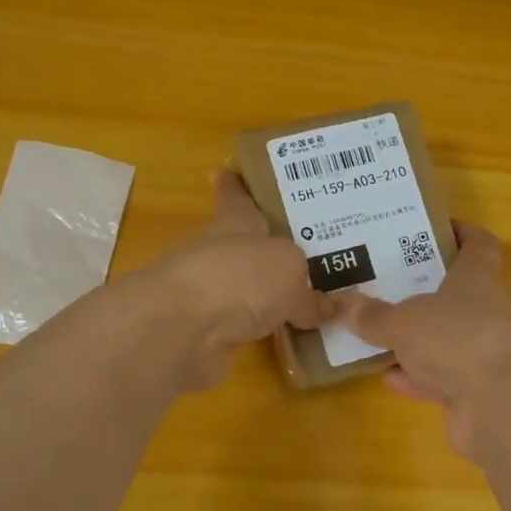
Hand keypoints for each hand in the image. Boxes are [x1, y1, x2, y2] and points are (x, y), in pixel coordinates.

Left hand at [141, 171, 334, 389]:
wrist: (181, 331)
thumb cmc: (239, 278)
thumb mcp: (289, 271)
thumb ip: (310, 290)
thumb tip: (328, 308)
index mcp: (234, 225)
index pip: (235, 199)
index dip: (234, 187)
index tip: (226, 171)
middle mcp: (219, 257)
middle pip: (245, 247)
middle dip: (268, 247)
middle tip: (305, 248)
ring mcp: (210, 298)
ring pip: (246, 290)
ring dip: (268, 293)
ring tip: (310, 298)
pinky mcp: (207, 336)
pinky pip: (247, 329)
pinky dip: (267, 333)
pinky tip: (294, 338)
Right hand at [338, 221, 510, 457]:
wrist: (502, 405)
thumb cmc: (456, 338)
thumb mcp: (404, 321)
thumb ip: (376, 316)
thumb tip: (349, 305)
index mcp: (477, 280)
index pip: (479, 246)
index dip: (462, 233)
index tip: (435, 228)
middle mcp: (486, 313)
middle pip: (457, 295)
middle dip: (424, 292)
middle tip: (385, 284)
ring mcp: (483, 355)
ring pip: (446, 341)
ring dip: (416, 341)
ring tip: (377, 333)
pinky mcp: (477, 394)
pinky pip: (441, 380)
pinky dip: (417, 378)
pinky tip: (388, 377)